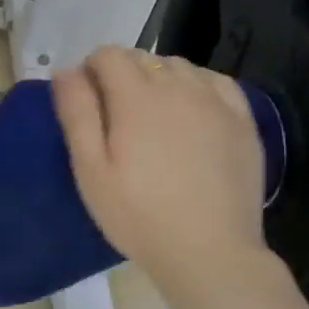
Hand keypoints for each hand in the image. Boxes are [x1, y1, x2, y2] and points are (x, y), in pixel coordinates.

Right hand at [51, 46, 274, 291]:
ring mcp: (216, 101)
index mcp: (136, 96)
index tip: (88, 102)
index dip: (91, 71)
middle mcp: (178, 86)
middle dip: (122, 74)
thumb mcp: (90, 169)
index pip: (108, 54)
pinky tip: (191, 112)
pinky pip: (215, 81)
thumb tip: (65, 70)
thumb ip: (76, 113)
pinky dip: (196, 85)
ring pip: (178, 66)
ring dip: (158, 78)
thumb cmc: (138, 215)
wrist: (210, 253)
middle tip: (116, 118)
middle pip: (142, 57)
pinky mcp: (243, 120)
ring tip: (153, 117)